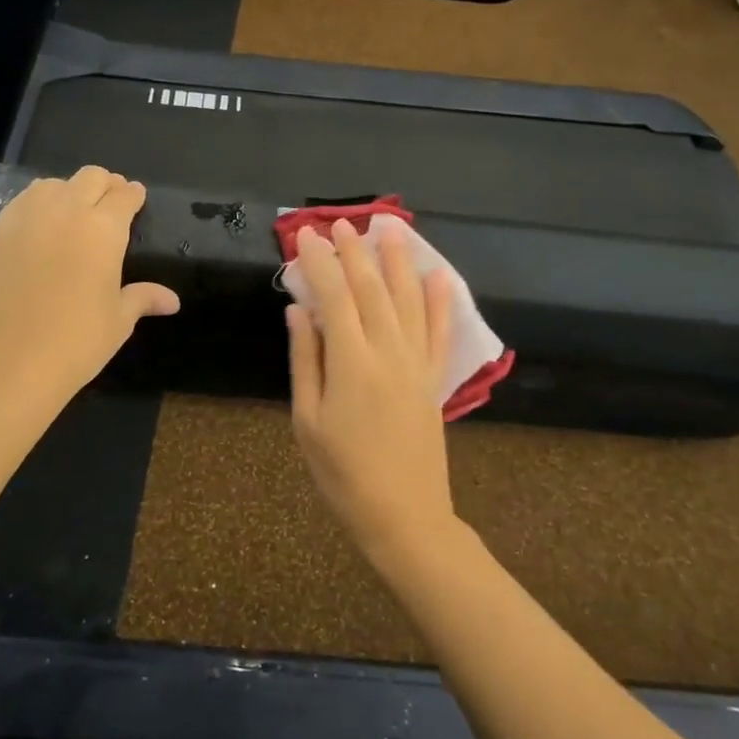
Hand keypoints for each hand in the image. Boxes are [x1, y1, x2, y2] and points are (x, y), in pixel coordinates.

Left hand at [0, 166, 178, 404]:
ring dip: (69, 190)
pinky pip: (22, 202)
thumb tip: (172, 301)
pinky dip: (38, 204)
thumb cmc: (77, 341)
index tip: (136, 197)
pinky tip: (40, 225)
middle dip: (105, 185)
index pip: (124, 196)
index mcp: (104, 230)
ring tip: (73, 211)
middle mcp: (67, 212)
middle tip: (110, 202)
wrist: (12, 361)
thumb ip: (143, 298)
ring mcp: (28, 218)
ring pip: (53, 184)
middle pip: (90, 178)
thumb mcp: (119, 320)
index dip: (133, 195)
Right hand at [285, 220, 457, 560]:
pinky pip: (440, 332)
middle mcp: (388, 351)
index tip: (306, 235)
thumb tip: (298, 310)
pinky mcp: (434, 379)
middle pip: (371, 289)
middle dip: (354, 251)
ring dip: (397, 261)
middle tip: (341, 222)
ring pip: (408, 300)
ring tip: (390, 229)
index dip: (320, 262)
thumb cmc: (343, 474)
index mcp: (352, 362)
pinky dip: (440, 301)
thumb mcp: (308, 421)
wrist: (404, 516)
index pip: (334, 296)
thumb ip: (305, 360)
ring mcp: (417, 363)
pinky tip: (437, 275)